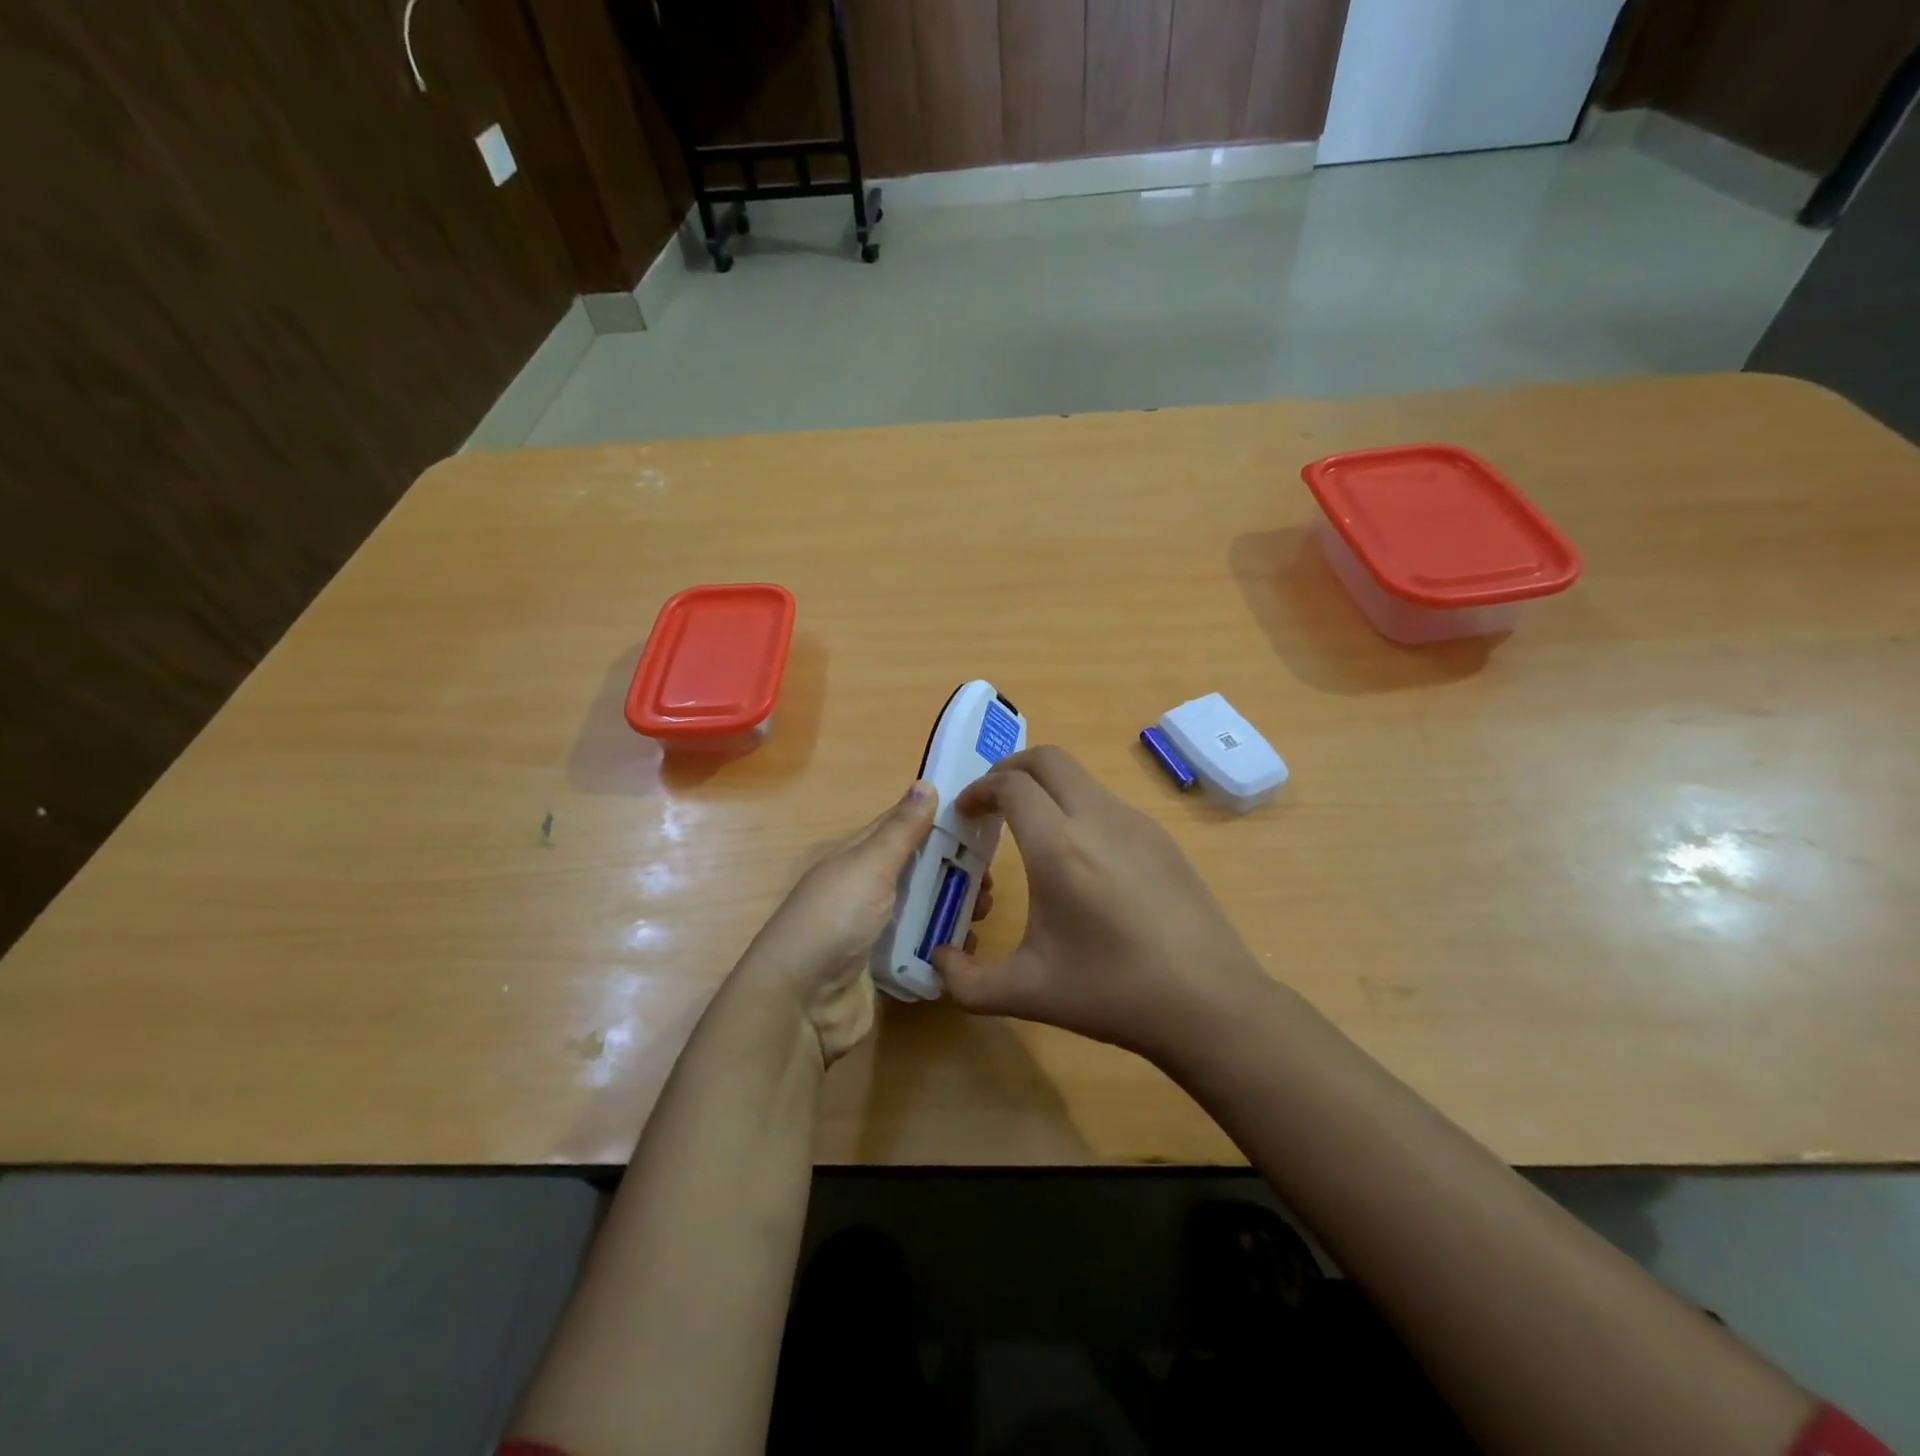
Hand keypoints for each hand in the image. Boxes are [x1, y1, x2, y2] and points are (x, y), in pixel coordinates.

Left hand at [733, 781, 991, 1065]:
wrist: (801, 1006)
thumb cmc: (834, 922)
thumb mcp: (869, 866)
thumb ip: (900, 830)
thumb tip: (926, 783)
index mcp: (859, 859)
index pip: (903, 830)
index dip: (940, 823)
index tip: (983, 824)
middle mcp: (868, 891)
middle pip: (921, 873)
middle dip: (957, 874)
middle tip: (990, 884)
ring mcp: (876, 933)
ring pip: (926, 912)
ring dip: (955, 911)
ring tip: (983, 917)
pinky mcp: (886, 970)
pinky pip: (923, 952)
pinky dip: (945, 950)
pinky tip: (967, 951)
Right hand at [932, 746, 1270, 1061]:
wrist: (1210, 1003)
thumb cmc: (1112, 994)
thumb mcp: (1026, 993)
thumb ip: (965, 980)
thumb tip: (938, 960)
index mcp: (1059, 847)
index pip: (1011, 785)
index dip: (980, 790)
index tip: (965, 813)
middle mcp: (1098, 819)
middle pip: (1048, 759)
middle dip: (1011, 769)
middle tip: (992, 802)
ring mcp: (1136, 824)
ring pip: (1081, 779)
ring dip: (1047, 789)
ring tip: (1033, 832)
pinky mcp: (1162, 838)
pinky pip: (1108, 804)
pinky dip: (1079, 809)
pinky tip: (1081, 860)